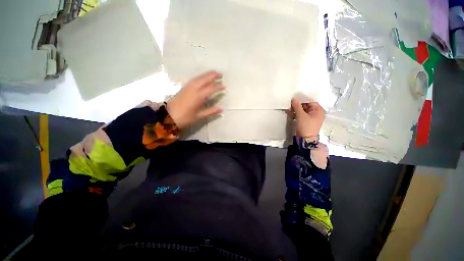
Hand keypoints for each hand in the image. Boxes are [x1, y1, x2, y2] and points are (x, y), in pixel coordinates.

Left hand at [167, 71, 224, 128]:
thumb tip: (221, 109)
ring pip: (199, 77)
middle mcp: (194, 88)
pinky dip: (201, 77)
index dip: (219, 86)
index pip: (211, 88)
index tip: (225, 86)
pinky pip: (194, 79)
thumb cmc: (185, 117)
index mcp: (199, 96)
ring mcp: (188, 86)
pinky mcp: (184, 87)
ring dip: (207, 74)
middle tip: (221, 75)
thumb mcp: (199, 116)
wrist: (169, 116)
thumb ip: (211, 111)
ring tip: (214, 74)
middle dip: (213, 75)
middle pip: (205, 78)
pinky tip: (203, 78)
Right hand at [290, 98, 324, 136]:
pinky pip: (301, 115)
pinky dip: (296, 114)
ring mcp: (311, 118)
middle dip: (298, 106)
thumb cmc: (305, 126)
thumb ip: (297, 106)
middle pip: (306, 106)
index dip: (302, 101)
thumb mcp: (301, 115)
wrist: (305, 139)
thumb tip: (294, 99)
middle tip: (290, 105)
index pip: (310, 102)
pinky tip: (290, 114)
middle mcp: (316, 113)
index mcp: (319, 111)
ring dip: (296, 110)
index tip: (294, 100)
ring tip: (289, 110)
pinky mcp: (306, 122)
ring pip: (303, 111)